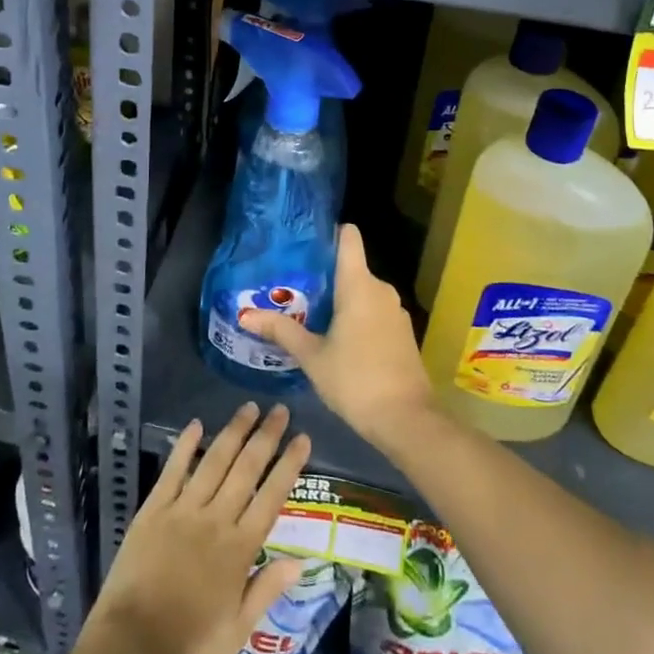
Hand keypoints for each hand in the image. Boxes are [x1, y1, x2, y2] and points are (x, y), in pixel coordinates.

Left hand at [88, 402, 310, 653]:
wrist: (132, 647)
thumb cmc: (190, 646)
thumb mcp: (238, 631)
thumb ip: (267, 589)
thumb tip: (300, 560)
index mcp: (239, 549)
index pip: (271, 497)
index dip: (288, 465)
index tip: (302, 437)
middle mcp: (215, 520)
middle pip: (246, 469)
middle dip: (266, 437)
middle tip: (280, 409)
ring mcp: (183, 510)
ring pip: (214, 461)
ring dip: (233, 432)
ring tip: (248, 408)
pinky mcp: (153, 509)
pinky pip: (173, 471)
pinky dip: (185, 446)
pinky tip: (196, 425)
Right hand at [240, 224, 438, 451]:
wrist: (407, 420)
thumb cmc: (356, 380)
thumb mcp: (312, 356)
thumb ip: (281, 331)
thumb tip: (245, 315)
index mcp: (359, 285)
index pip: (349, 237)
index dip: (330, 233)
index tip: (306, 243)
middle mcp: (381, 289)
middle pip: (352, 266)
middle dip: (325, 275)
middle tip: (294, 287)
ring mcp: (396, 311)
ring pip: (363, 292)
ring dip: (341, 299)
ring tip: (309, 312)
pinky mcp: (403, 332)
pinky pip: (375, 311)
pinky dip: (357, 316)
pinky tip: (338, 337)